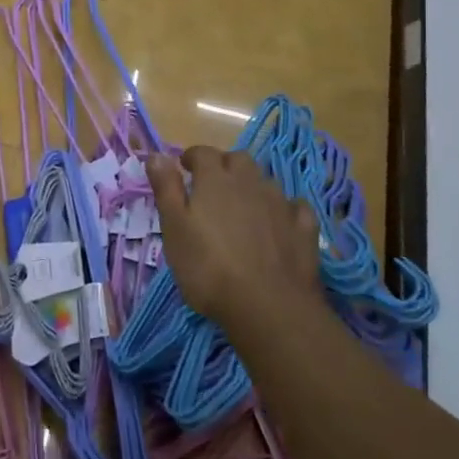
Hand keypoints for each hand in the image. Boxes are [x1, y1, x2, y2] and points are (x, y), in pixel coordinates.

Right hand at [146, 146, 321, 333]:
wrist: (267, 305)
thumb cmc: (208, 267)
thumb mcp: (174, 228)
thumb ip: (166, 188)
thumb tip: (156, 154)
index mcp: (216, 179)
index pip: (203, 153)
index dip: (192, 157)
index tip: (184, 168)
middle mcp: (250, 182)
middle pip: (238, 160)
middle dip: (224, 166)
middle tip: (212, 186)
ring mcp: (280, 203)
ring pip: (265, 181)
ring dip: (252, 186)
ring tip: (242, 206)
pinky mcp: (303, 228)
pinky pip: (294, 207)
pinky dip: (285, 209)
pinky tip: (280, 221)